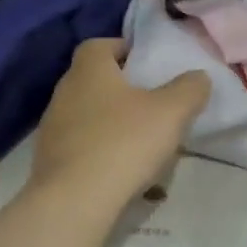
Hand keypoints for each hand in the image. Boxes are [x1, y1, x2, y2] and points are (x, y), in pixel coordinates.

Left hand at [29, 39, 208, 210]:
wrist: (74, 201)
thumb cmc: (123, 143)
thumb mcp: (171, 112)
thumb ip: (189, 89)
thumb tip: (198, 77)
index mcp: (89, 70)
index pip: (99, 45)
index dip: (123, 50)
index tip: (147, 65)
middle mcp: (64, 91)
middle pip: (92, 79)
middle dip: (119, 88)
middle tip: (149, 102)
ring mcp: (52, 127)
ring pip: (85, 113)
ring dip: (109, 121)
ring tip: (138, 140)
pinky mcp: (48, 160)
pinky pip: (78, 144)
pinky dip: (97, 149)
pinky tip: (118, 168)